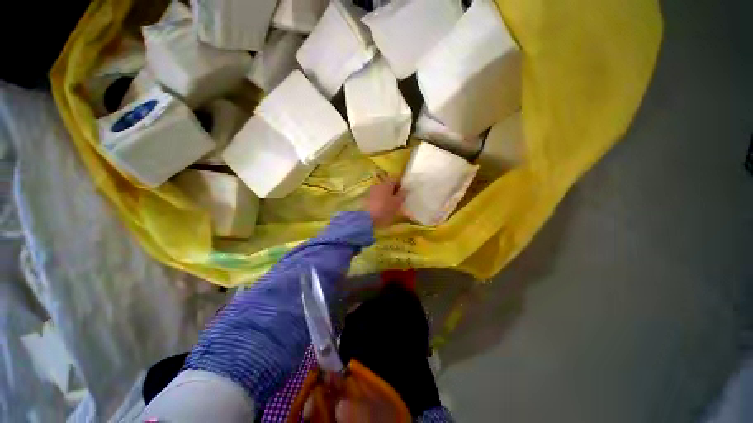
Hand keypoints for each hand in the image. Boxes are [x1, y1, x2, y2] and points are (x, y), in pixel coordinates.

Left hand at [365, 179, 405, 227]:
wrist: (367, 218)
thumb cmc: (385, 209)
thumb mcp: (397, 203)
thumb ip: (402, 195)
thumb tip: (405, 189)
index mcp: (387, 183)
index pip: (395, 180)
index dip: (400, 186)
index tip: (403, 194)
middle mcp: (378, 184)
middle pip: (388, 185)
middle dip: (392, 191)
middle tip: (397, 200)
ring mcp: (371, 191)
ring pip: (381, 191)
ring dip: (386, 196)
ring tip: (389, 205)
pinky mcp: (366, 198)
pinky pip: (376, 197)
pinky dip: (380, 200)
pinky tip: (382, 207)